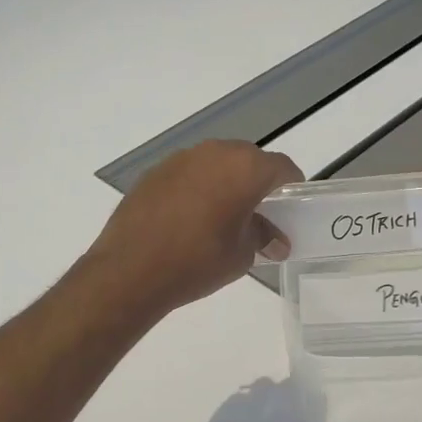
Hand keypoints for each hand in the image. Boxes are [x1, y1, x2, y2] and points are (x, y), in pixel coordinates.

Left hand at [87, 140, 302, 312]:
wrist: (131, 269)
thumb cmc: (198, 260)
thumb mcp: (242, 254)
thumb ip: (263, 237)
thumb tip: (275, 239)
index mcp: (245, 168)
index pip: (282, 168)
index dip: (291, 188)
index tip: (290, 209)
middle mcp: (215, 152)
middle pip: (248, 160)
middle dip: (257, 183)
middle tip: (258, 214)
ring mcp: (181, 158)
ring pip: (216, 163)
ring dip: (225, 182)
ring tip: (222, 216)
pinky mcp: (155, 171)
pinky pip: (189, 173)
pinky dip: (197, 187)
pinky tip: (189, 217)